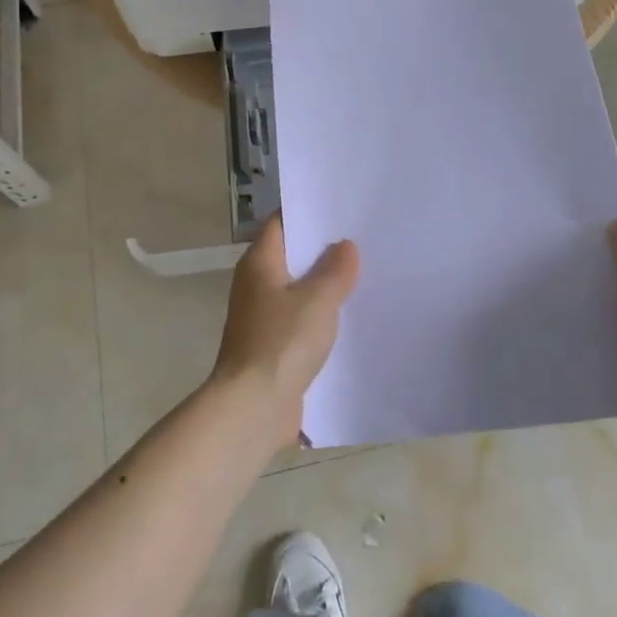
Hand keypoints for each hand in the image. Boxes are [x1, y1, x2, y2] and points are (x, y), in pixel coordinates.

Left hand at [212, 215, 358, 446]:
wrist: (253, 408)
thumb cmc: (282, 342)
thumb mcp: (318, 299)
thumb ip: (335, 269)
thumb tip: (345, 246)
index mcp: (259, 263)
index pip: (281, 223)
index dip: (307, 213)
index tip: (340, 208)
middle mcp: (255, 285)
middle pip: (291, 256)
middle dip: (322, 251)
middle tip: (361, 240)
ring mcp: (261, 318)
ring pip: (297, 291)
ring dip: (323, 287)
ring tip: (363, 276)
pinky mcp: (271, 348)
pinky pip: (299, 322)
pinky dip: (320, 318)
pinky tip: (349, 319)